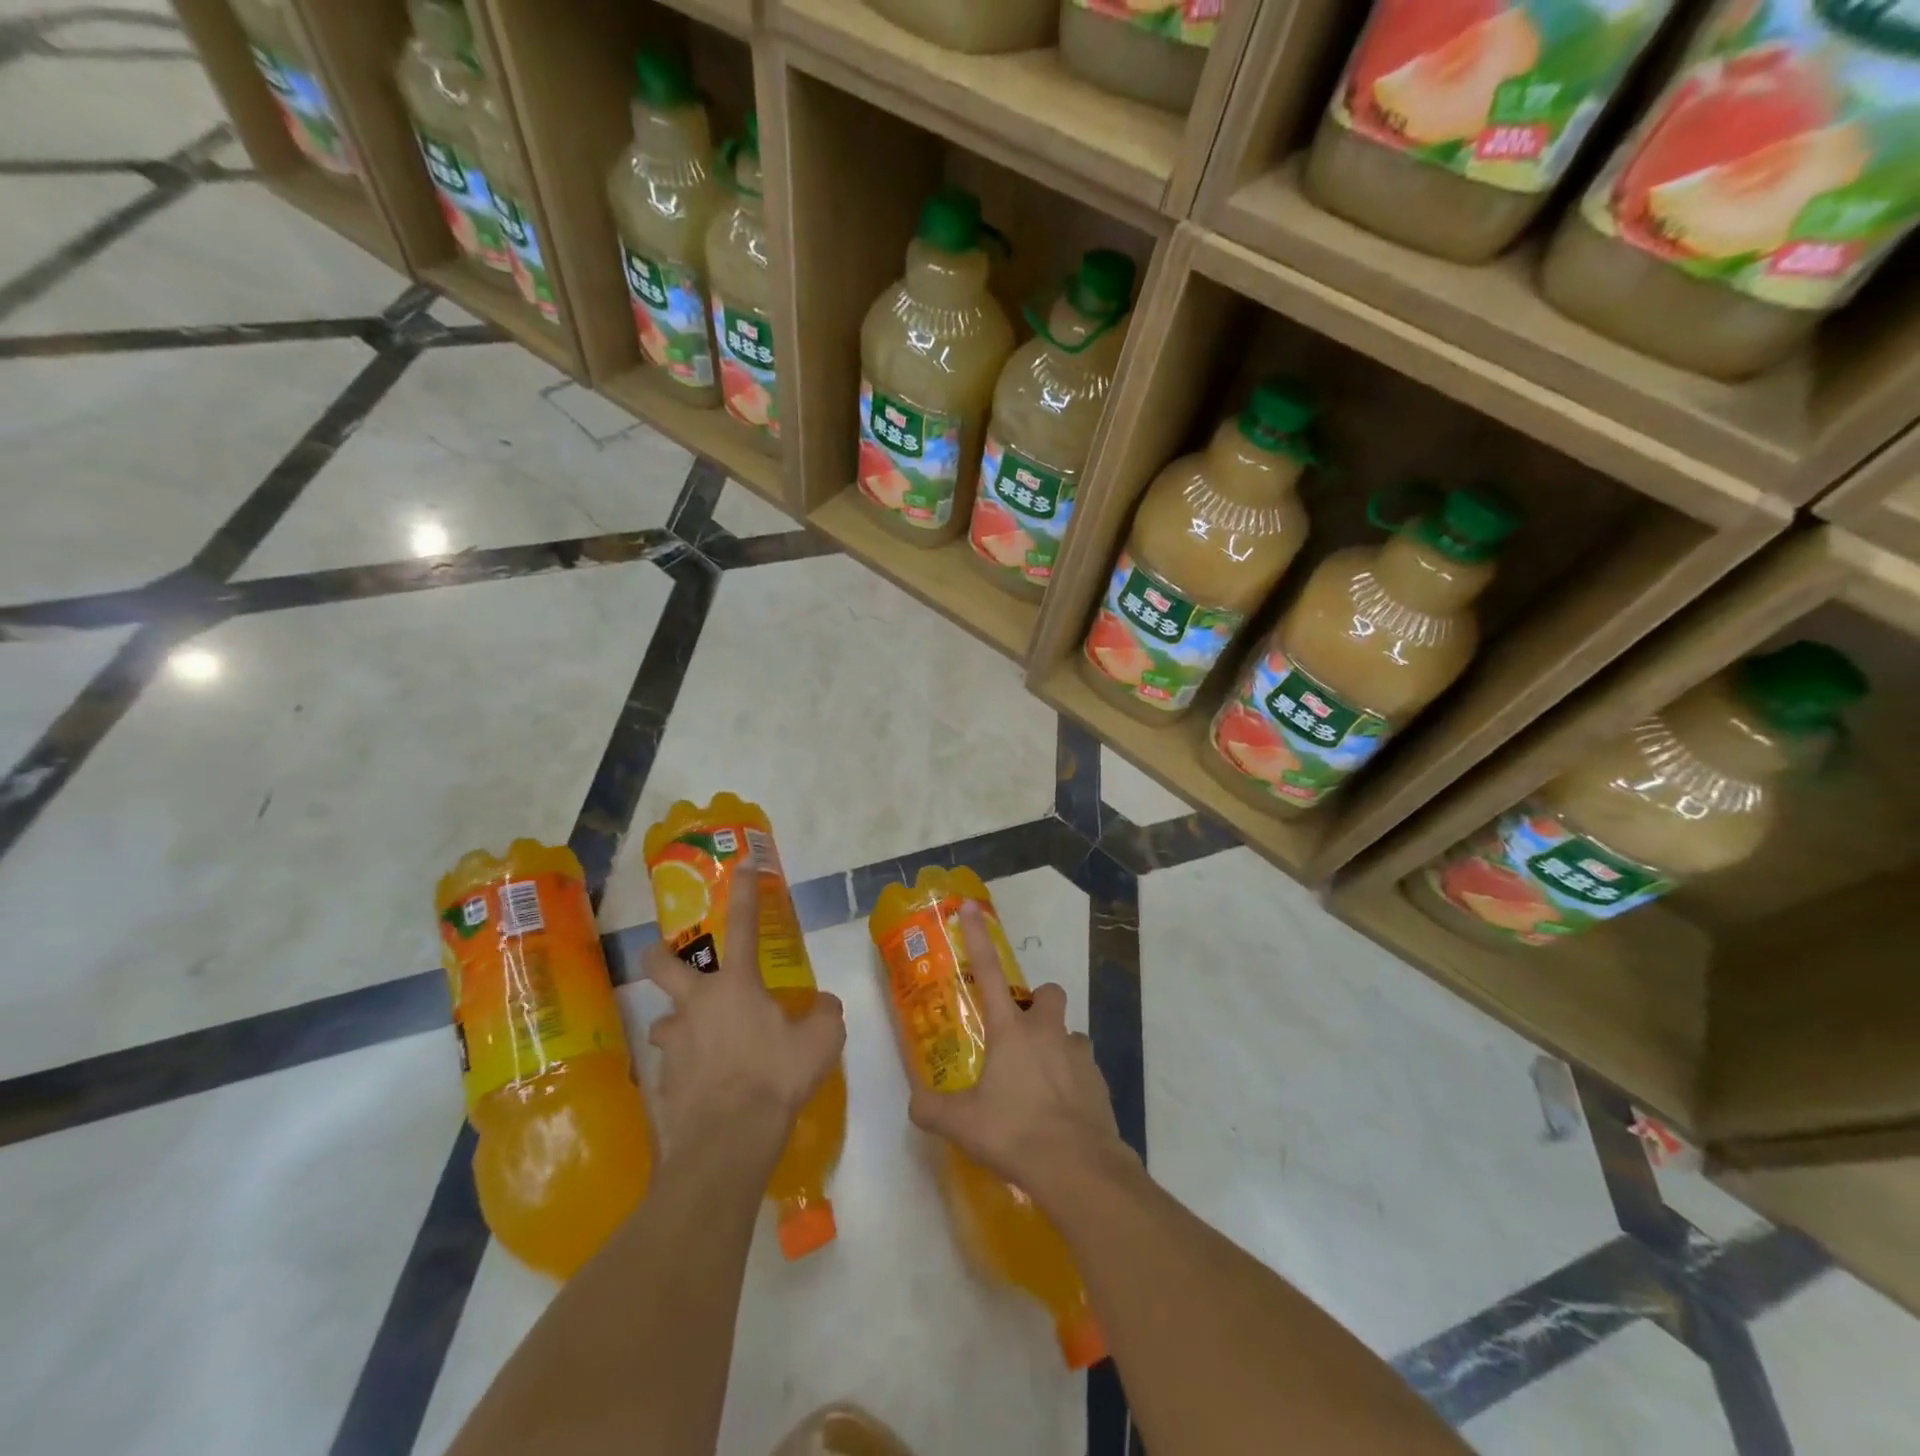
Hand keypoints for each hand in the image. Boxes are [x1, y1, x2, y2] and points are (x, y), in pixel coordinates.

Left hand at [642, 856, 844, 1148]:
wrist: (728, 1140)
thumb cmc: (776, 1077)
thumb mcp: (822, 1040)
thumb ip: (825, 1014)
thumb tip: (822, 1005)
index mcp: (735, 986)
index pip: (742, 924)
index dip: (743, 892)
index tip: (741, 865)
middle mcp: (695, 1005)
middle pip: (662, 965)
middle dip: (660, 955)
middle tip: (669, 960)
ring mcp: (672, 1044)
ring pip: (665, 1022)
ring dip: (680, 1026)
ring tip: (702, 1046)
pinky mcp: (660, 1082)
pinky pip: (672, 1066)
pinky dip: (687, 1070)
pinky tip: (706, 1089)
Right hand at [907, 901, 1134, 1197]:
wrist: (1078, 1168)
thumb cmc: (1015, 1134)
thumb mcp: (961, 1125)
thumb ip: (931, 1109)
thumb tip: (914, 1103)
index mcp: (1011, 1032)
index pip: (989, 973)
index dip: (977, 938)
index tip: (971, 907)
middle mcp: (1047, 1032)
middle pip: (1048, 994)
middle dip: (1036, 1004)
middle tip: (1020, 1034)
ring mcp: (1079, 1054)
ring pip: (1069, 1033)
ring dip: (1056, 1047)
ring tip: (1040, 1083)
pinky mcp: (1100, 1082)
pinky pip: (1084, 1068)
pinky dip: (1072, 1080)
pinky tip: (1060, 1113)